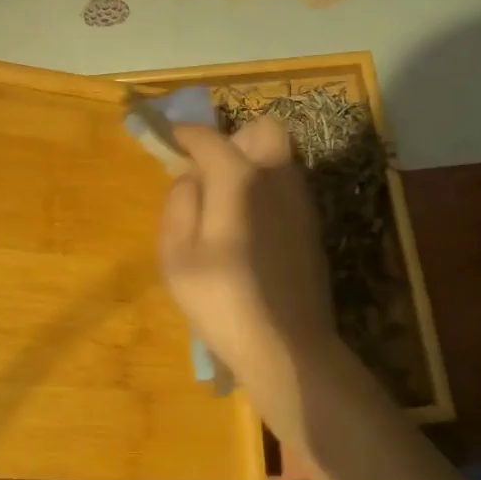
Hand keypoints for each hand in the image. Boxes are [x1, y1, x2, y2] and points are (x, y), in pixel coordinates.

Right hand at [159, 118, 341, 436]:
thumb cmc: (222, 300)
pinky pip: (286, 185)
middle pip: (261, 131)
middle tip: (209, 170)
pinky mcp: (312, 225)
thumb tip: (190, 176)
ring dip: (251, 162)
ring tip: (225, 200)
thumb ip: (180, 203)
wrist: (288, 348)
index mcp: (239, 178)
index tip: (169, 140)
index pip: (209, 138)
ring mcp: (300, 200)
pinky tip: (248, 226)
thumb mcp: (177, 255)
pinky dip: (266, 187)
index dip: (185, 135)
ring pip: (278, 157)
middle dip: (233, 139)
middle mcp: (276, 177)